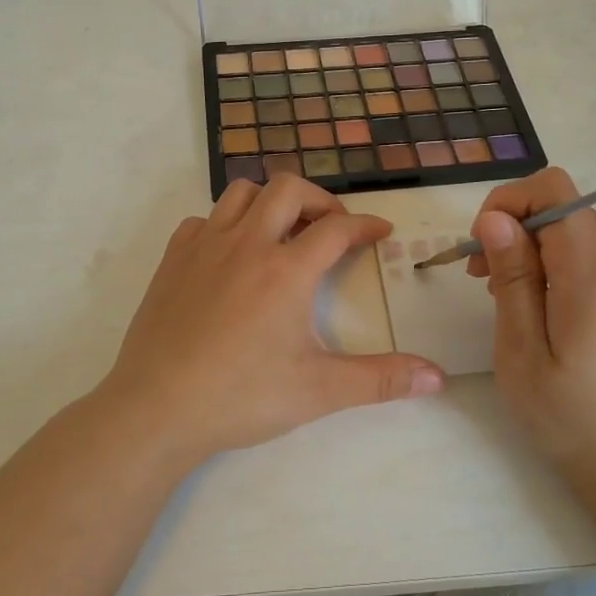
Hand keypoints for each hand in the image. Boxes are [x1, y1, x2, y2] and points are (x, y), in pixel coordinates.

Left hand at [97, 177, 444, 464]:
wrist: (156, 408)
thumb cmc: (241, 396)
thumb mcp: (319, 391)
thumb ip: (381, 379)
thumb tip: (438, 378)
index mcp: (287, 270)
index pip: (337, 227)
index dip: (365, 225)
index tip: (380, 233)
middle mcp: (247, 244)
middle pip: (289, 188)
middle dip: (319, 199)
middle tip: (331, 228)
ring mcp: (204, 247)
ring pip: (242, 192)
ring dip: (270, 202)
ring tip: (282, 232)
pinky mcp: (172, 259)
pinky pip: (203, 220)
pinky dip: (225, 224)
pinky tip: (231, 256)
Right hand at [468, 167, 595, 488]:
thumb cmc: (572, 419)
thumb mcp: (523, 354)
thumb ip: (512, 279)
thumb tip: (496, 218)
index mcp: (595, 274)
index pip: (553, 190)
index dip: (508, 202)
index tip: (482, 248)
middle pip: (563, 207)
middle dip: (515, 227)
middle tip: (483, 280)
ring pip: (577, 227)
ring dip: (536, 246)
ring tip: (511, 298)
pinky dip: (561, 262)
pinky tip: (547, 306)